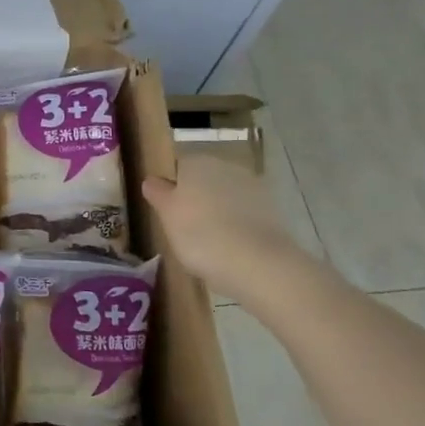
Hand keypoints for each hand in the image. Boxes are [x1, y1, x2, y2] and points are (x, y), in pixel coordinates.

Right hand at [141, 154, 310, 302]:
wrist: (257, 262)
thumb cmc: (200, 234)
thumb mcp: (166, 215)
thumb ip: (158, 193)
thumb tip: (152, 180)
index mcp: (196, 162)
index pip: (178, 167)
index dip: (171, 188)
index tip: (167, 211)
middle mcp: (226, 166)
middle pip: (205, 180)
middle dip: (196, 198)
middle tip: (185, 228)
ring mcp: (253, 187)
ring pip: (226, 197)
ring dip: (218, 212)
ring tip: (209, 242)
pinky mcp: (273, 210)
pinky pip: (245, 214)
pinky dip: (237, 226)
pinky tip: (231, 247)